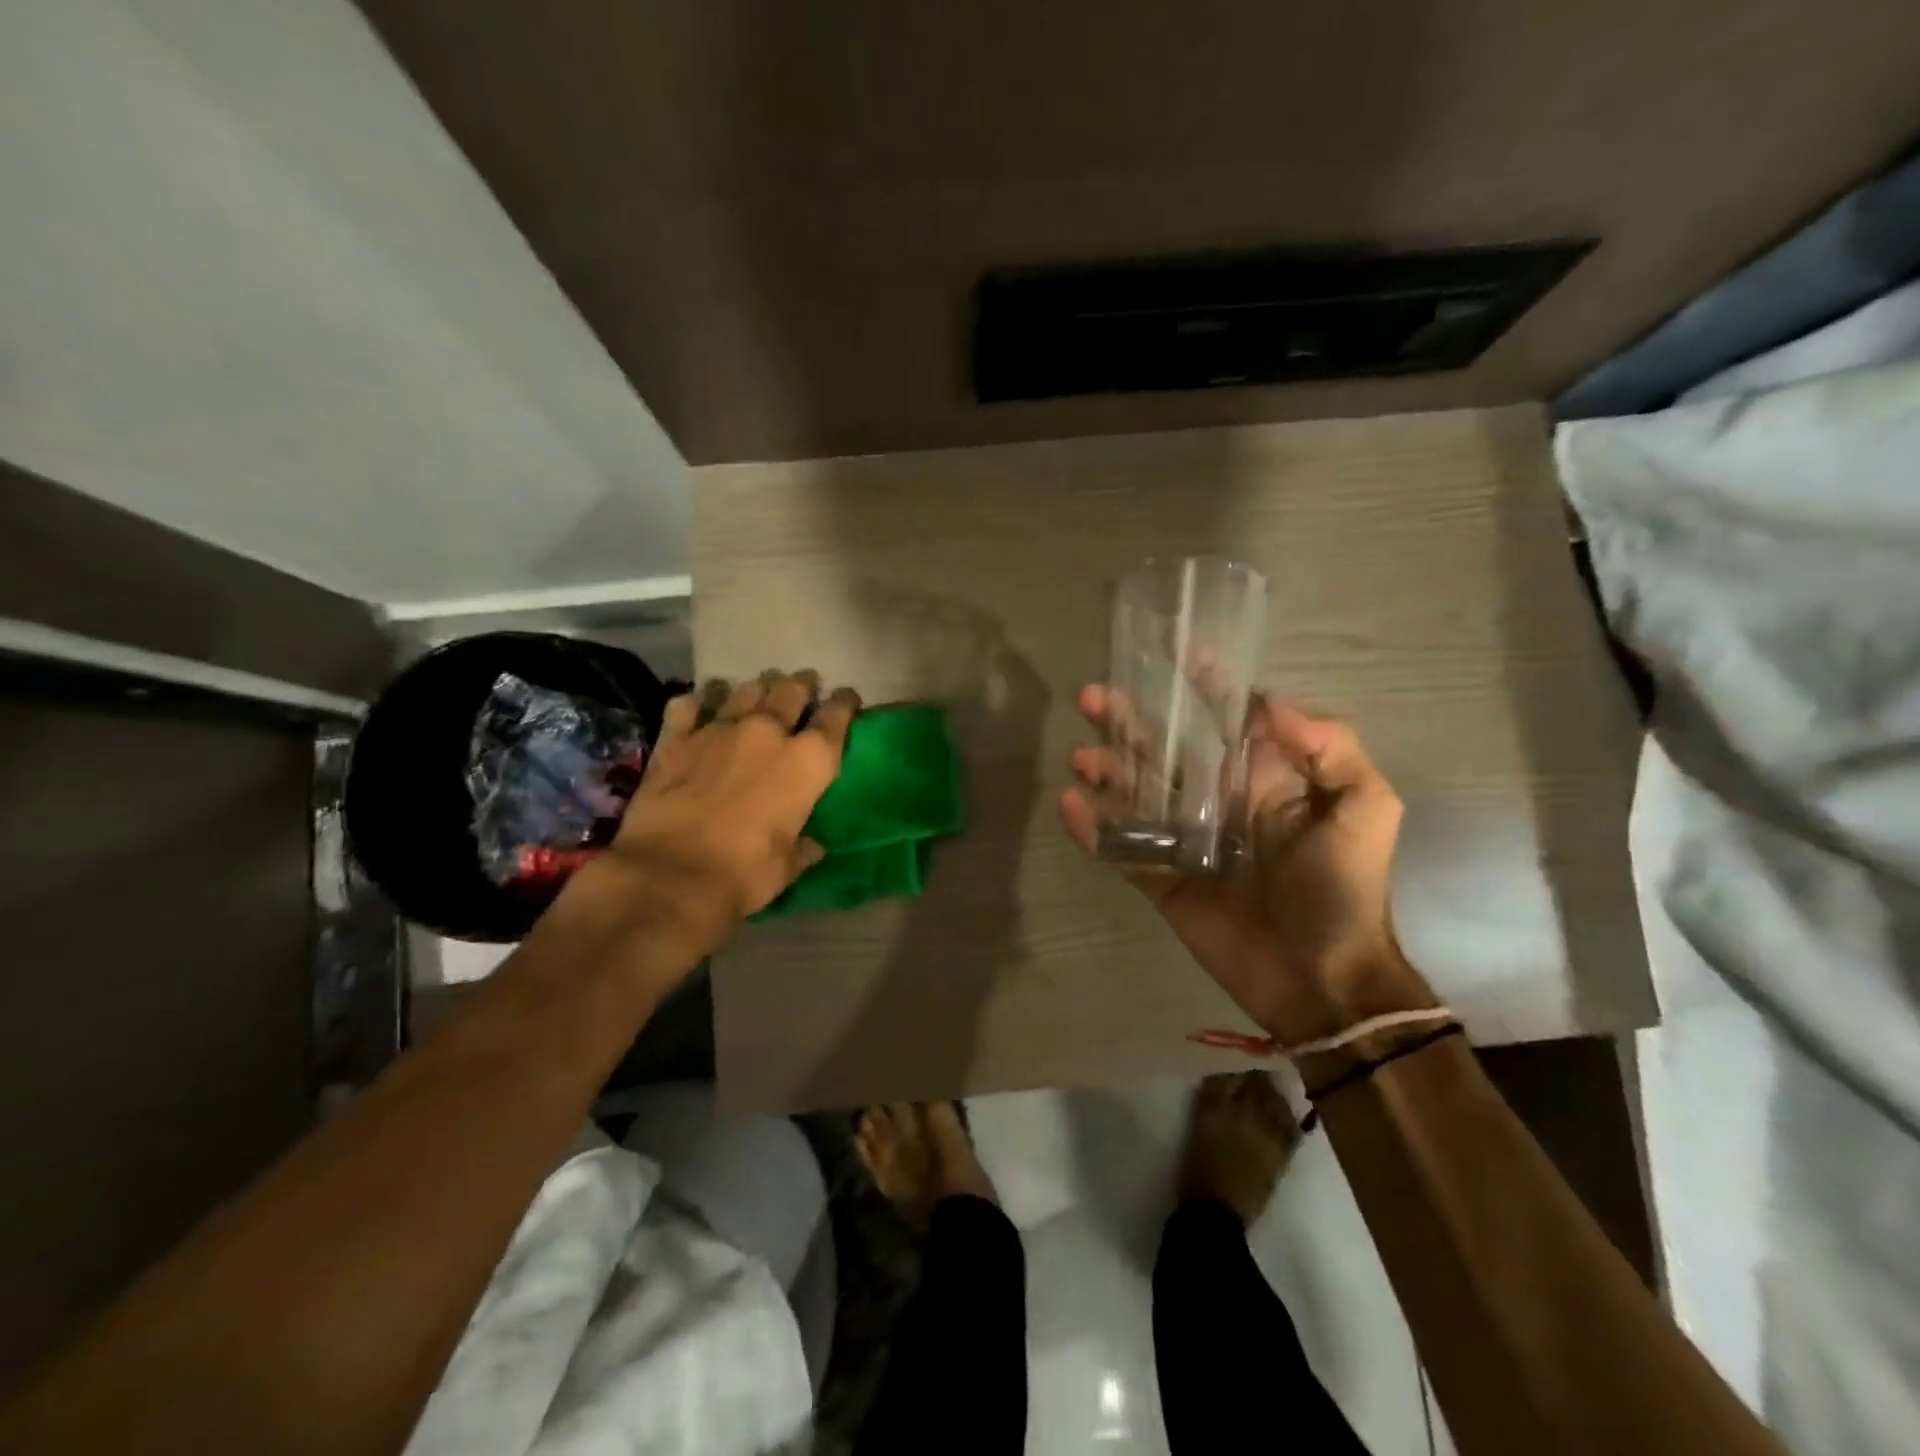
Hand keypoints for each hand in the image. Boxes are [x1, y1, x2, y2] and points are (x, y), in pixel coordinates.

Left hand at [600, 672, 859, 953]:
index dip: (844, 703)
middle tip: (802, 687)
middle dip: (801, 686)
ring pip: (744, 689)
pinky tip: (698, 707)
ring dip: (755, 689)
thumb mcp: (787, 867)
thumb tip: (812, 846)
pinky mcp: (676, 738)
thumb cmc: (745, 874)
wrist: (671, 875)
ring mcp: (719, 729)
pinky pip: (688, 705)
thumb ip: (802, 848)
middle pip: (791, 690)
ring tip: (756, 692)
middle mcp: (769, 732)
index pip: (836, 716)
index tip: (846, 698)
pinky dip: (697, 703)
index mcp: (808, 761)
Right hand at [1060, 687, 1426, 1041]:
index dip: (1197, 679)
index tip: (1164, 647)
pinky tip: (1071, 805)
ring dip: (1105, 769)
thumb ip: (1329, 748)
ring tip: (1081, 757)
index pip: (1223, 715)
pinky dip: (1093, 827)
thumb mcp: (1366, 807)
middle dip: (1128, 719)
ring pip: (1134, 792)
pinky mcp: (1161, 877)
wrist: (1321, 978)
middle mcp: (1216, 798)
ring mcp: (1184, 839)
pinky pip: (1120, 847)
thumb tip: (1264, 702)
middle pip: (1163, 746)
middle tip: (1089, 697)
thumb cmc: (1343, 888)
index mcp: (1259, 776)